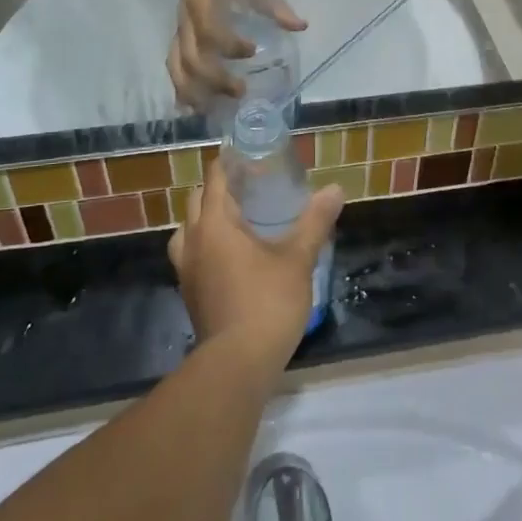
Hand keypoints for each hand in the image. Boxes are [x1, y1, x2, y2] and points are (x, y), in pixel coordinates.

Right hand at [169, 0, 307, 110]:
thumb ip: (275, 7)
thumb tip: (300, 27)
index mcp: (204, 2)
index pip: (210, 30)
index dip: (229, 45)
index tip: (252, 50)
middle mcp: (187, 20)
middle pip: (191, 57)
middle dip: (214, 79)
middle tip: (241, 91)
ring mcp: (180, 30)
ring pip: (177, 67)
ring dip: (194, 91)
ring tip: (212, 111)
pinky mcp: (177, 37)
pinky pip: (173, 66)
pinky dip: (180, 88)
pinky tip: (191, 108)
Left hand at [169, 162, 344, 368]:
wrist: (238, 364)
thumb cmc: (267, 302)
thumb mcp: (298, 258)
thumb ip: (315, 221)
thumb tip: (335, 189)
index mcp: (214, 224)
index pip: (215, 179)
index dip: (230, 163)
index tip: (250, 157)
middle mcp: (193, 241)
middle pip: (197, 201)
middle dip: (219, 189)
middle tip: (250, 187)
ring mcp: (186, 269)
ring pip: (188, 230)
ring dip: (207, 219)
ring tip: (237, 221)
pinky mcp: (189, 293)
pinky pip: (191, 254)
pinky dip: (206, 245)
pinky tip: (232, 256)